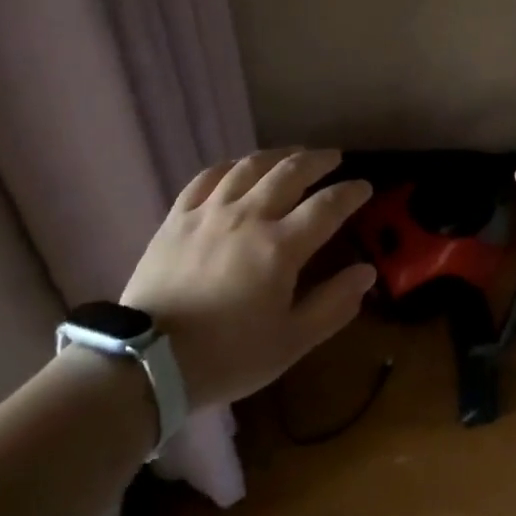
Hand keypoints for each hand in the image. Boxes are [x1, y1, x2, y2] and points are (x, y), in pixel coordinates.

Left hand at [121, 148, 375, 407]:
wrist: (148, 361)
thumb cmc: (227, 356)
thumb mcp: (290, 342)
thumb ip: (333, 304)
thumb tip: (366, 272)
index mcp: (280, 247)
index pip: (327, 206)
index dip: (350, 193)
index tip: (365, 186)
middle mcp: (248, 216)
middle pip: (290, 172)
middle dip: (318, 160)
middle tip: (333, 157)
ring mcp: (209, 212)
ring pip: (250, 166)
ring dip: (278, 155)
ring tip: (293, 153)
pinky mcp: (178, 217)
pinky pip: (207, 177)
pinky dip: (230, 166)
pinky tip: (238, 166)